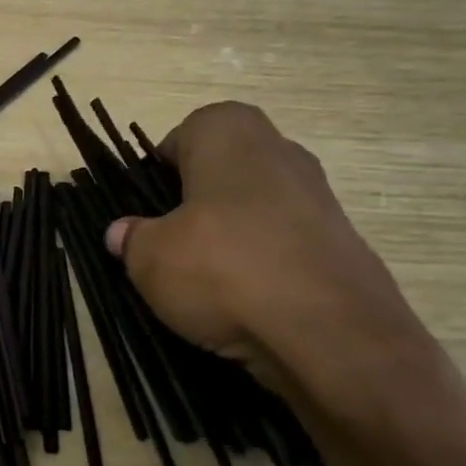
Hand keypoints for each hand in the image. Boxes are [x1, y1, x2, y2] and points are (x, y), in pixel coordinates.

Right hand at [105, 101, 428, 423]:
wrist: (329, 332)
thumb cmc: (222, 269)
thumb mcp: (149, 258)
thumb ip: (131, 239)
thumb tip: (122, 233)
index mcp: (229, 133)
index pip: (182, 136)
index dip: (158, 172)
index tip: (146, 209)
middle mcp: (279, 150)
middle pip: (222, 171)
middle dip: (195, 203)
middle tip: (171, 243)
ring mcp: (318, 195)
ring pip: (255, 208)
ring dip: (231, 236)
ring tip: (206, 279)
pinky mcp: (342, 242)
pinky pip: (285, 243)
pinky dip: (264, 264)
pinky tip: (247, 300)